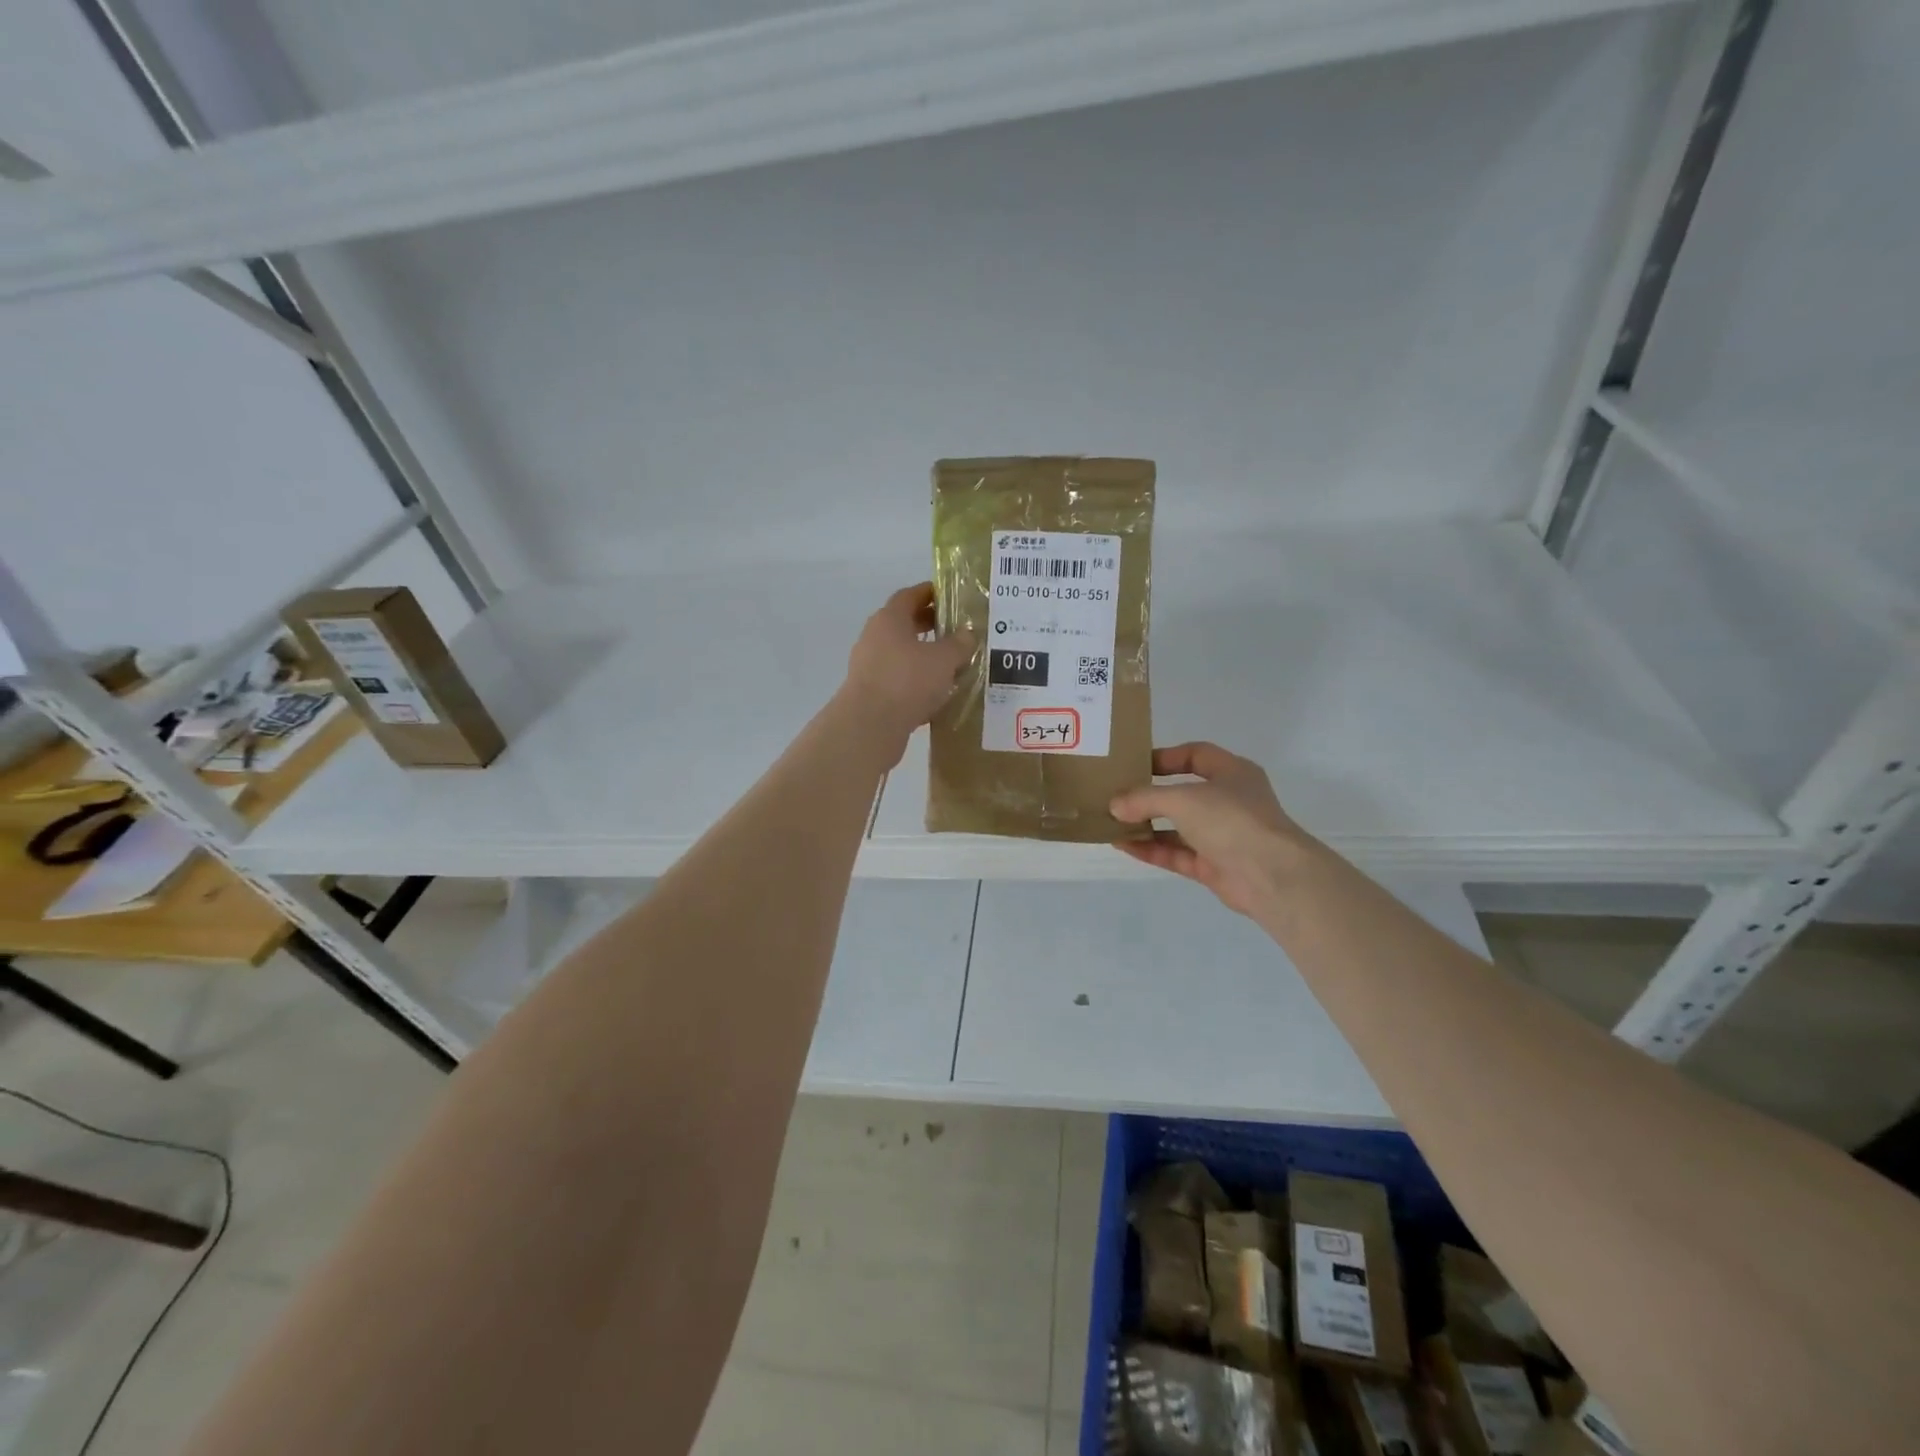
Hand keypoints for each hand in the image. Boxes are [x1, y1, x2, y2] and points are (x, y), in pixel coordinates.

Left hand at [838, 584, 973, 761]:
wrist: (870, 725)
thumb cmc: (907, 681)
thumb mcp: (944, 659)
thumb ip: (959, 644)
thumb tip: (968, 634)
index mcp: (889, 619)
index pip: (910, 596)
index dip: (930, 593)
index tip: (950, 596)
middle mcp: (874, 638)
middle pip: (904, 625)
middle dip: (930, 626)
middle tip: (956, 630)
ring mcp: (869, 666)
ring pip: (902, 654)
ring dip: (924, 657)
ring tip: (952, 665)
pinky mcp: (870, 693)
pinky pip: (898, 680)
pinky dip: (916, 682)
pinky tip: (936, 694)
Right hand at [1109, 742, 1317, 917]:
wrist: (1271, 876)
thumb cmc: (1231, 820)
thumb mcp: (1182, 799)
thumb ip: (1144, 799)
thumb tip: (1113, 805)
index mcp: (1232, 773)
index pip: (1195, 755)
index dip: (1165, 757)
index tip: (1134, 764)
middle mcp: (1228, 801)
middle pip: (1182, 792)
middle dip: (1149, 795)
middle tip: (1116, 794)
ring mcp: (1221, 835)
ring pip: (1177, 826)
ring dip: (1146, 824)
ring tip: (1111, 821)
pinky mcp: (1213, 865)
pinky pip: (1176, 853)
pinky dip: (1151, 849)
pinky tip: (1122, 845)